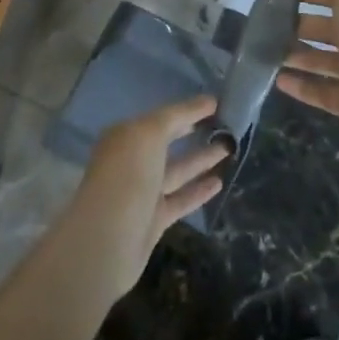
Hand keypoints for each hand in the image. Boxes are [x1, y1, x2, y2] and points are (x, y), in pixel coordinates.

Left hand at [68, 96, 230, 295]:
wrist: (108, 239)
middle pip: (167, 141)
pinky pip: (180, 199)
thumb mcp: (149, 133)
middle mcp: (132, 160)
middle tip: (226, 124)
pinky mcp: (153, 219)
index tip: (217, 103)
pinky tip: (219, 182)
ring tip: (230, 148)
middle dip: (193, 131)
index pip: (162, 117)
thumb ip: (178, 115)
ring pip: (177, 170)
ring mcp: (142, 191)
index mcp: (125, 135)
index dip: (188, 109)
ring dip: (201, 159)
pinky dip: (198, 190)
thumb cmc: (127, 175)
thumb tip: (207, 100)